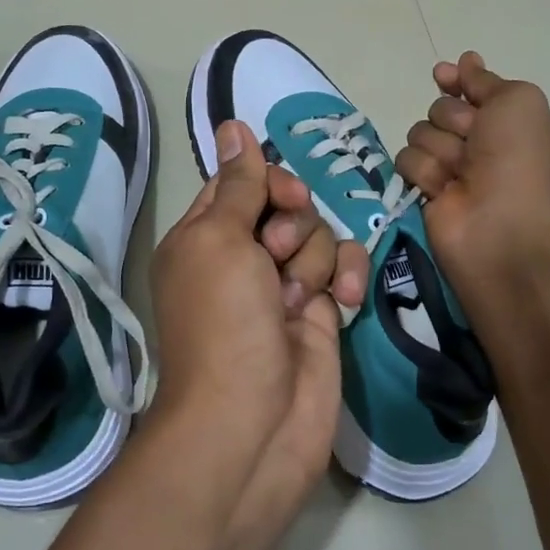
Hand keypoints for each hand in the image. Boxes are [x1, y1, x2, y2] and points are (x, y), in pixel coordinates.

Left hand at [145, 121, 368, 541]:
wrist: (254, 423)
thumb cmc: (224, 323)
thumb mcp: (218, 240)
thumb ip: (236, 184)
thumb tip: (232, 125)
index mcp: (204, 237)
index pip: (239, 184)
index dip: (266, 182)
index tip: (280, 198)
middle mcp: (243, 257)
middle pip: (287, 205)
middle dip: (292, 226)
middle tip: (277, 257)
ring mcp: (284, 285)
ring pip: (319, 234)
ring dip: (313, 262)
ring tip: (296, 302)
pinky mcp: (321, 311)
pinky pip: (343, 268)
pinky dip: (346, 278)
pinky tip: (342, 305)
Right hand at [394, 51, 549, 279]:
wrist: (498, 224)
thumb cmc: (516, 159)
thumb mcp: (517, 101)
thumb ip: (486, 81)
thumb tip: (465, 62)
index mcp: (508, 122)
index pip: (472, 89)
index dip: (456, 81)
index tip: (443, 75)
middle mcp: (479, 144)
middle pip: (440, 109)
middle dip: (453, 120)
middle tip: (473, 141)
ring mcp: (450, 167)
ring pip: (420, 133)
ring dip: (439, 148)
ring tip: (459, 173)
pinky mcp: (424, 188)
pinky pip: (406, 161)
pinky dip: (424, 171)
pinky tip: (442, 189)